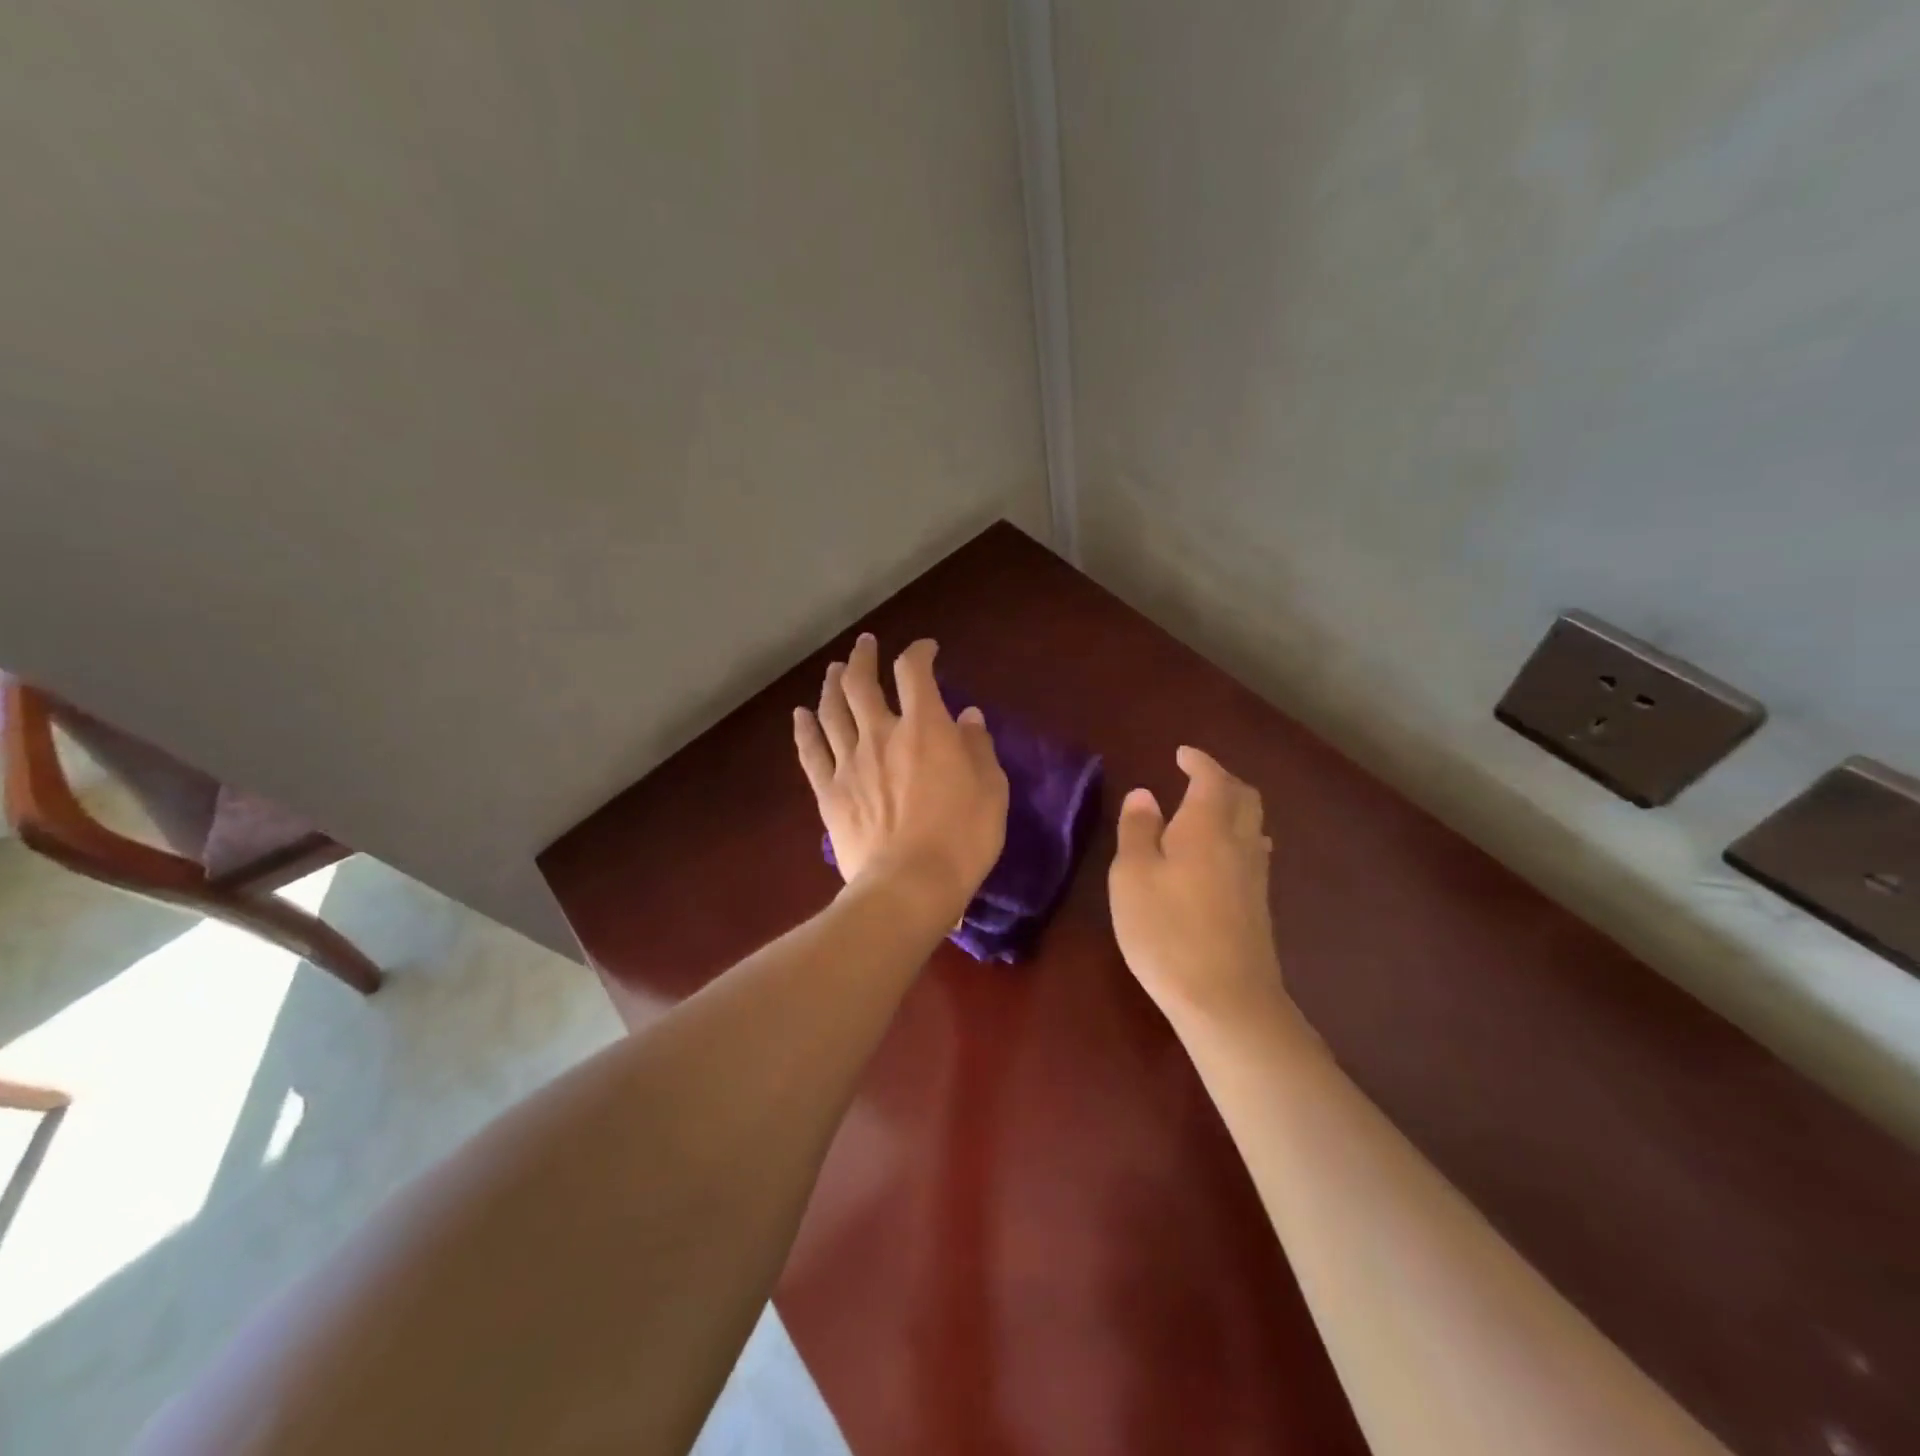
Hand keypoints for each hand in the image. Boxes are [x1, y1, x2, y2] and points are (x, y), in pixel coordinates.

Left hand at [794, 634, 1008, 930]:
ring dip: (832, 684)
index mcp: (924, 728)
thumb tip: (968, 716)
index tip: (926, 650)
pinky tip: (800, 715)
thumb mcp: (991, 790)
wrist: (909, 886)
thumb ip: (978, 748)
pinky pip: (811, 752)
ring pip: (832, 710)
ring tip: (834, 670)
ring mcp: (849, 762)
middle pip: (861, 682)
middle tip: (865, 645)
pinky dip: (804, 729)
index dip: (918, 652)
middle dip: (863, 657)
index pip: (914, 672)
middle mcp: (881, 734)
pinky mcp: (829, 792)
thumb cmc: (962, 838)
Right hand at [1109, 746, 1286, 1027]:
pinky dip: (1236, 838)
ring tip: (1206, 812)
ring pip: (1253, 825)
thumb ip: (1137, 830)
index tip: (1183, 753)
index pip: (1211, 779)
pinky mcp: (1259, 906)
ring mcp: (1255, 876)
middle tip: (1196, 777)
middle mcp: (1239, 843)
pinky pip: (1252, 853)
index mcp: (1207, 826)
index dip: (1199, 762)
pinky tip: (1221, 857)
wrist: (1226, 999)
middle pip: (1244, 797)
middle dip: (1222, 780)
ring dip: (1233, 808)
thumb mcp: (1132, 876)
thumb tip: (1144, 794)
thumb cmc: (1167, 930)